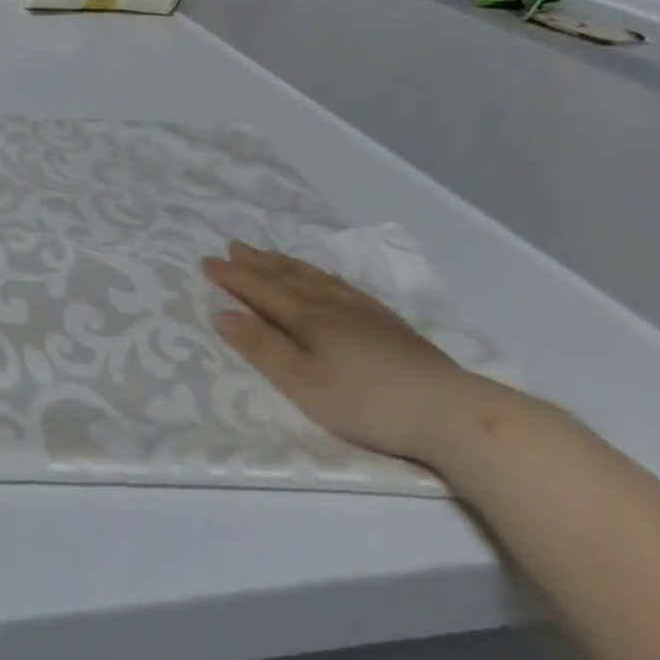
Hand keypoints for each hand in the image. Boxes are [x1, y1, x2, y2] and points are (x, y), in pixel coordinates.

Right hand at [202, 242, 497, 463]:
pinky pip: (346, 288)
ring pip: (317, 279)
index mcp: (306, 318)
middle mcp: (332, 306)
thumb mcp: (302, 383)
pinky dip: (325, 277)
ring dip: (289, 265)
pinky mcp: (392, 327)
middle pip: (288, 277)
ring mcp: (366, 314)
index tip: (206, 260)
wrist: (453, 414)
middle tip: (234, 245)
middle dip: (258, 262)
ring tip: (271, 254)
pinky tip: (329, 280)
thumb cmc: (366, 402)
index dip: (232, 275)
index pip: (260, 289)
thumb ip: (260, 347)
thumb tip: (221, 313)